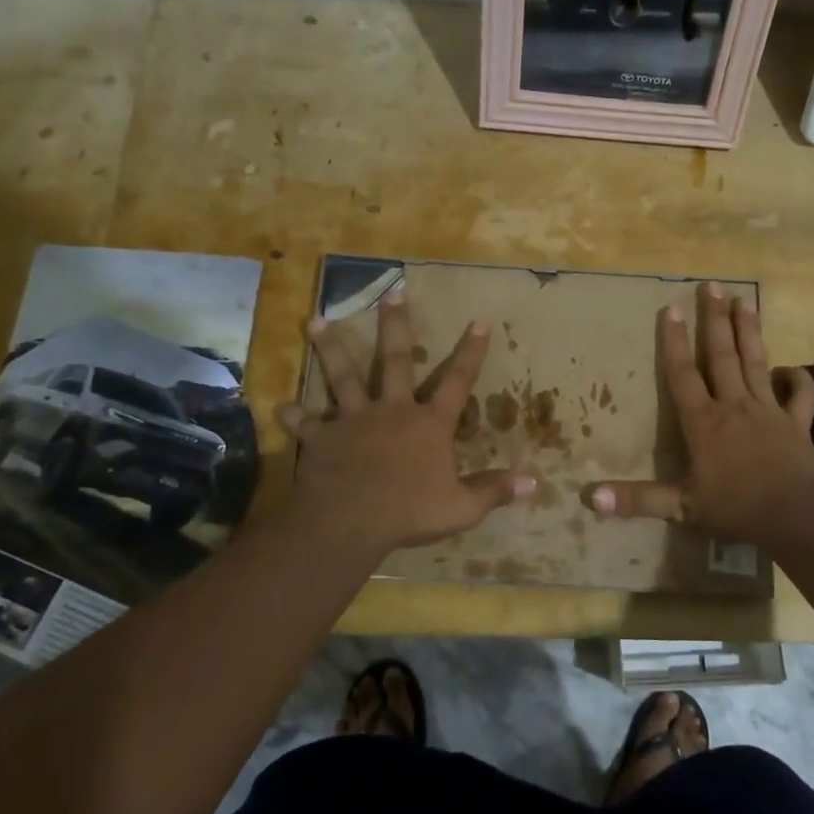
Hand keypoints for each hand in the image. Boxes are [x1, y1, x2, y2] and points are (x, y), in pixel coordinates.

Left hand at [277, 288, 535, 551]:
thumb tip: (533, 482)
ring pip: (342, 376)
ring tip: (315, 321)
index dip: (470, 352)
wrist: (351, 520)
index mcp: (428, 424)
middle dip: (395, 325)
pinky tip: (280, 406)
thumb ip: (494, 490)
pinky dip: (294, 415)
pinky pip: (305, 422)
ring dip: (330, 349)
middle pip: (395, 360)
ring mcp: (353, 420)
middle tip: (392, 292)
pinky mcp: (322, 437)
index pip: (457, 382)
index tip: (479, 321)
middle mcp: (392, 410)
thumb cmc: (410, 512)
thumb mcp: (461, 507)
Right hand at [586, 283, 813, 543]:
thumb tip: (588, 497)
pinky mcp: (796, 424)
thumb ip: (636, 500)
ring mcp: (768, 411)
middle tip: (712, 286)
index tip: (671, 308)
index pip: (683, 374)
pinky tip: (792, 368)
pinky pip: (799, 395)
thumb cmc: (735, 508)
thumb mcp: (680, 507)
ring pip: (757, 363)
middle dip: (715, 320)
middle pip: (722, 356)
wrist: (795, 516)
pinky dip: (797, 380)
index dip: (674, 342)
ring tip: (745, 302)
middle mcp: (734, 406)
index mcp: (704, 422)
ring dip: (750, 332)